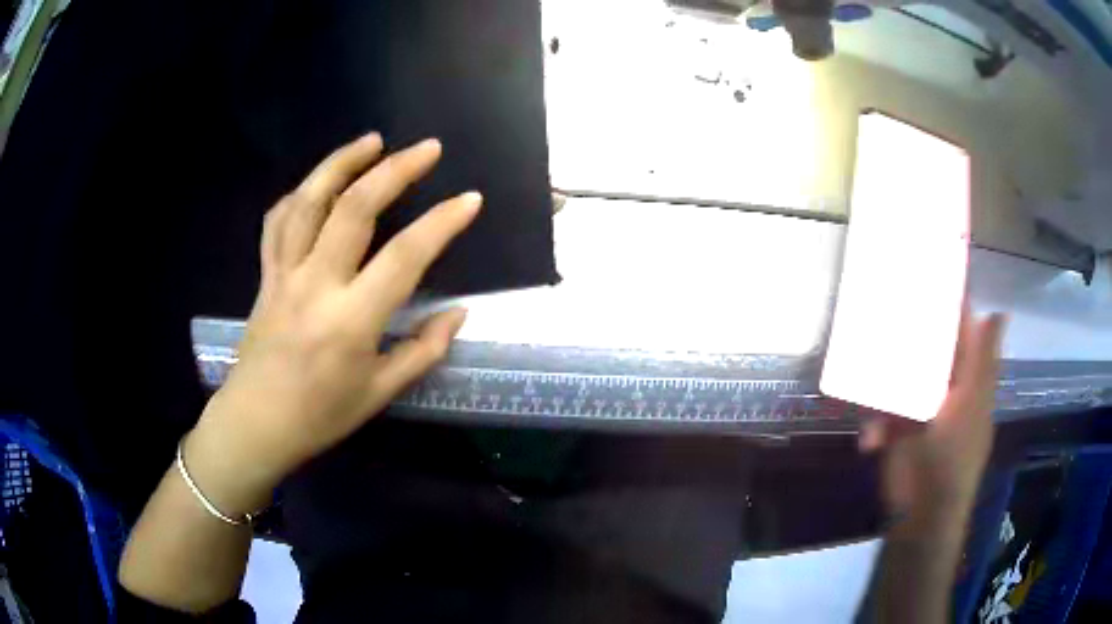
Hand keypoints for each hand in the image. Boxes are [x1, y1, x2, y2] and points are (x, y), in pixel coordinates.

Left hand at [186, 133, 480, 513]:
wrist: (256, 423)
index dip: (441, 223)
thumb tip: (458, 313)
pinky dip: (299, 194)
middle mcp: (316, 285)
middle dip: (395, 170)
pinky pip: (277, 221)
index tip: (469, 199)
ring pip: (309, 202)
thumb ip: (423, 350)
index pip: (404, 257)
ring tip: (371, 140)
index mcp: (351, 321)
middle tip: (427, 148)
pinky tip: (318, 182)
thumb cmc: (320, 416)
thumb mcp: (379, 393)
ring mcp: (284, 274)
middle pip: (354, 209)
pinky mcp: (265, 275)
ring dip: (341, 163)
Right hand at [860, 309, 1006, 529]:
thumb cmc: (949, 463)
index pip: (962, 332)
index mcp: (968, 382)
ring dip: (883, 381)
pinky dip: (875, 424)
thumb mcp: (970, 407)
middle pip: (928, 351)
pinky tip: (870, 439)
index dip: (951, 304)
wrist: (918, 521)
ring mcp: (919, 413)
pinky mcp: (897, 434)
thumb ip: (980, 361)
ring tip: (868, 378)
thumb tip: (999, 311)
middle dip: (907, 335)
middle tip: (884, 309)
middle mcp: (945, 391)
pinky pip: (882, 415)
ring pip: (899, 379)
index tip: (929, 272)